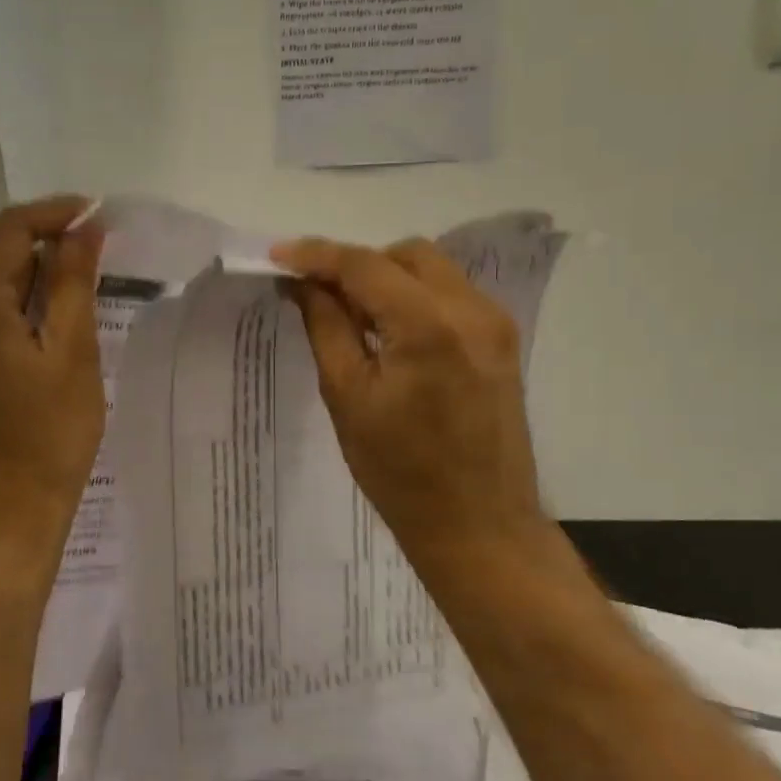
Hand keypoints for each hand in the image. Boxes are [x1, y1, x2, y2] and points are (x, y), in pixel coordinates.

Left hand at [0, 197, 104, 566]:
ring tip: (80, 286)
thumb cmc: (50, 436)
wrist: (7, 514)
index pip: (10, 229)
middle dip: (45, 244)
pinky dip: (12, 307)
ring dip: (31, 277)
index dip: (56, 213)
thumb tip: (84, 228)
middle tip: (98, 251)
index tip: (99, 216)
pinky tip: (45, 324)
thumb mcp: (73, 353)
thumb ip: (73, 283)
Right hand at [272, 236, 552, 590]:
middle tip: (317, 294)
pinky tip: (391, 333)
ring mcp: (494, 324)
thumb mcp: (348, 398)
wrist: (479, 525)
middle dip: (357, 264)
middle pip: (406, 255)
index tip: (277, 256)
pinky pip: (451, 295)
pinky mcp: (502, 341)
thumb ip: (325, 327)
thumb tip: (303, 283)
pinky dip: (414, 298)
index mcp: (428, 326)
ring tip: (351, 316)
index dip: (316, 255)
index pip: (364, 265)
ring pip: (432, 270)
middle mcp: (471, 310)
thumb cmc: (400, 473)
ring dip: (387, 279)